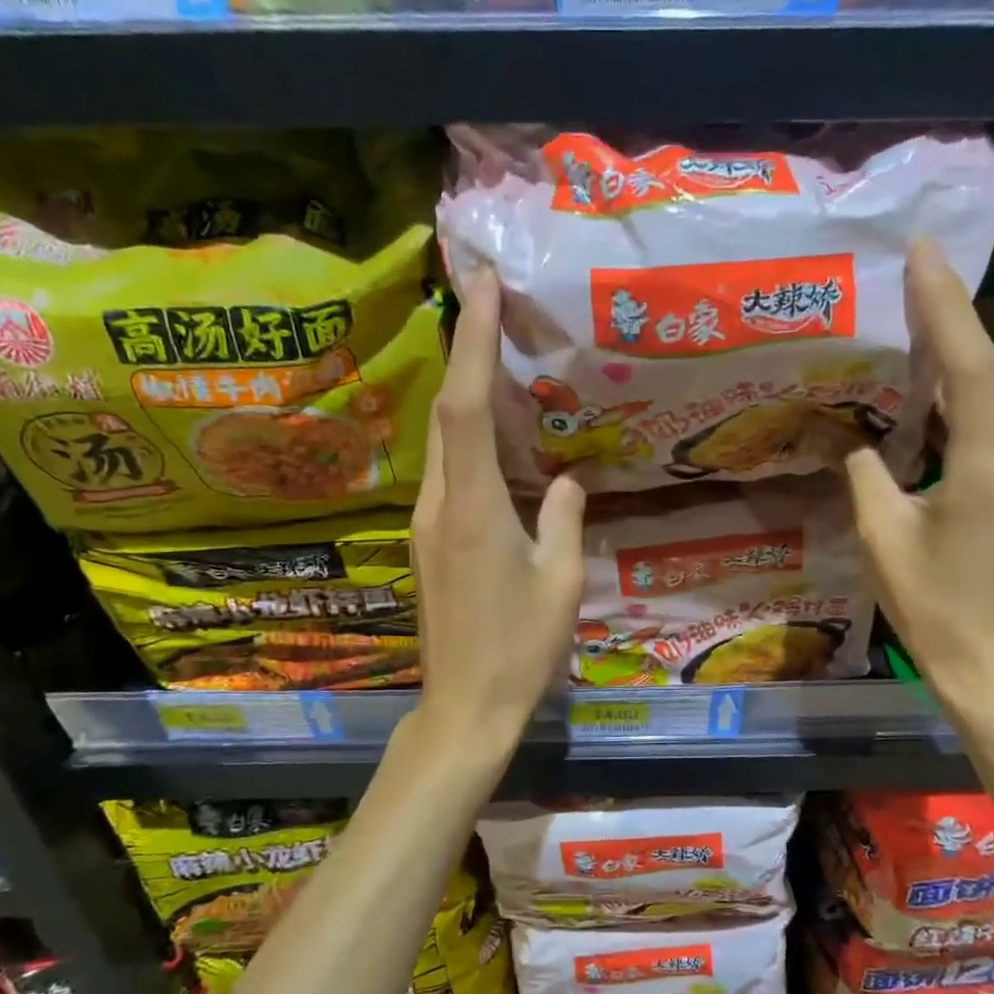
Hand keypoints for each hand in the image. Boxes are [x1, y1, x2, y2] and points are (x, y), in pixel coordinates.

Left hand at [412, 268, 585, 749]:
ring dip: (464, 392)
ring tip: (498, 356)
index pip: (467, 406)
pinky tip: (496, 436)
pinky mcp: (428, 542)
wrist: (464, 707)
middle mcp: (440, 504)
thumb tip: (567, 480)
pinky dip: (467, 437)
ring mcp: (427, 524)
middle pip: (446, 412)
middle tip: (491, 304)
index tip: (483, 286)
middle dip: (465, 351)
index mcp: (475, 508)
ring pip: (442, 441)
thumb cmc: (520, 649)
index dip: (474, 342)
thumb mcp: (560, 582)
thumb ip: (564, 519)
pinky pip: (447, 472)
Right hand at [845, 239, 993, 703]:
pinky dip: (956, 415)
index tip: (925, 253)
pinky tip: (924, 412)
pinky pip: (988, 437)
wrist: (988, 660)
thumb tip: (861, 443)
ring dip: (947, 376)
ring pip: (984, 409)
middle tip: (908, 281)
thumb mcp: (879, 536)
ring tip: (905, 341)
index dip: (946, 305)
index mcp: (986, 466)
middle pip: (981, 378)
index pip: (970, 367)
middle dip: (945, 327)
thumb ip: (867, 475)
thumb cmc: (928, 603)